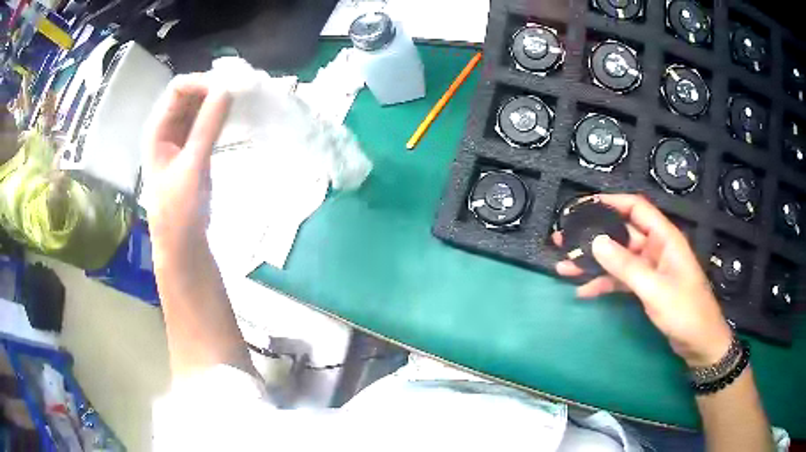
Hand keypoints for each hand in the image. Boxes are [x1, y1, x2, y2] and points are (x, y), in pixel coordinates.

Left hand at [144, 74, 230, 256]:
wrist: (182, 244)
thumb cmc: (178, 210)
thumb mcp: (191, 167)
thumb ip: (207, 127)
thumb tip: (227, 88)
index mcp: (157, 129)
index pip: (178, 89)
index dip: (202, 83)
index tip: (229, 89)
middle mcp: (167, 128)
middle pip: (190, 94)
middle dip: (213, 88)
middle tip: (242, 91)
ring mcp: (181, 138)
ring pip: (199, 106)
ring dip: (219, 100)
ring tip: (243, 100)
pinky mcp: (194, 148)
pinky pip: (207, 122)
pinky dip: (221, 115)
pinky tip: (236, 115)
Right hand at [553, 194, 732, 367]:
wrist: (699, 344)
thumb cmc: (685, 311)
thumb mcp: (655, 289)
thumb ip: (627, 266)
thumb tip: (595, 242)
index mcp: (664, 238)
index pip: (636, 208)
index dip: (611, 202)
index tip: (583, 206)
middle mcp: (656, 248)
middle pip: (622, 233)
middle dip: (594, 236)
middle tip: (564, 240)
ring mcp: (651, 269)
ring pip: (618, 258)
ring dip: (594, 263)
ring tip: (565, 266)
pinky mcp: (647, 287)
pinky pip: (621, 279)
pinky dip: (604, 284)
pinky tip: (584, 291)